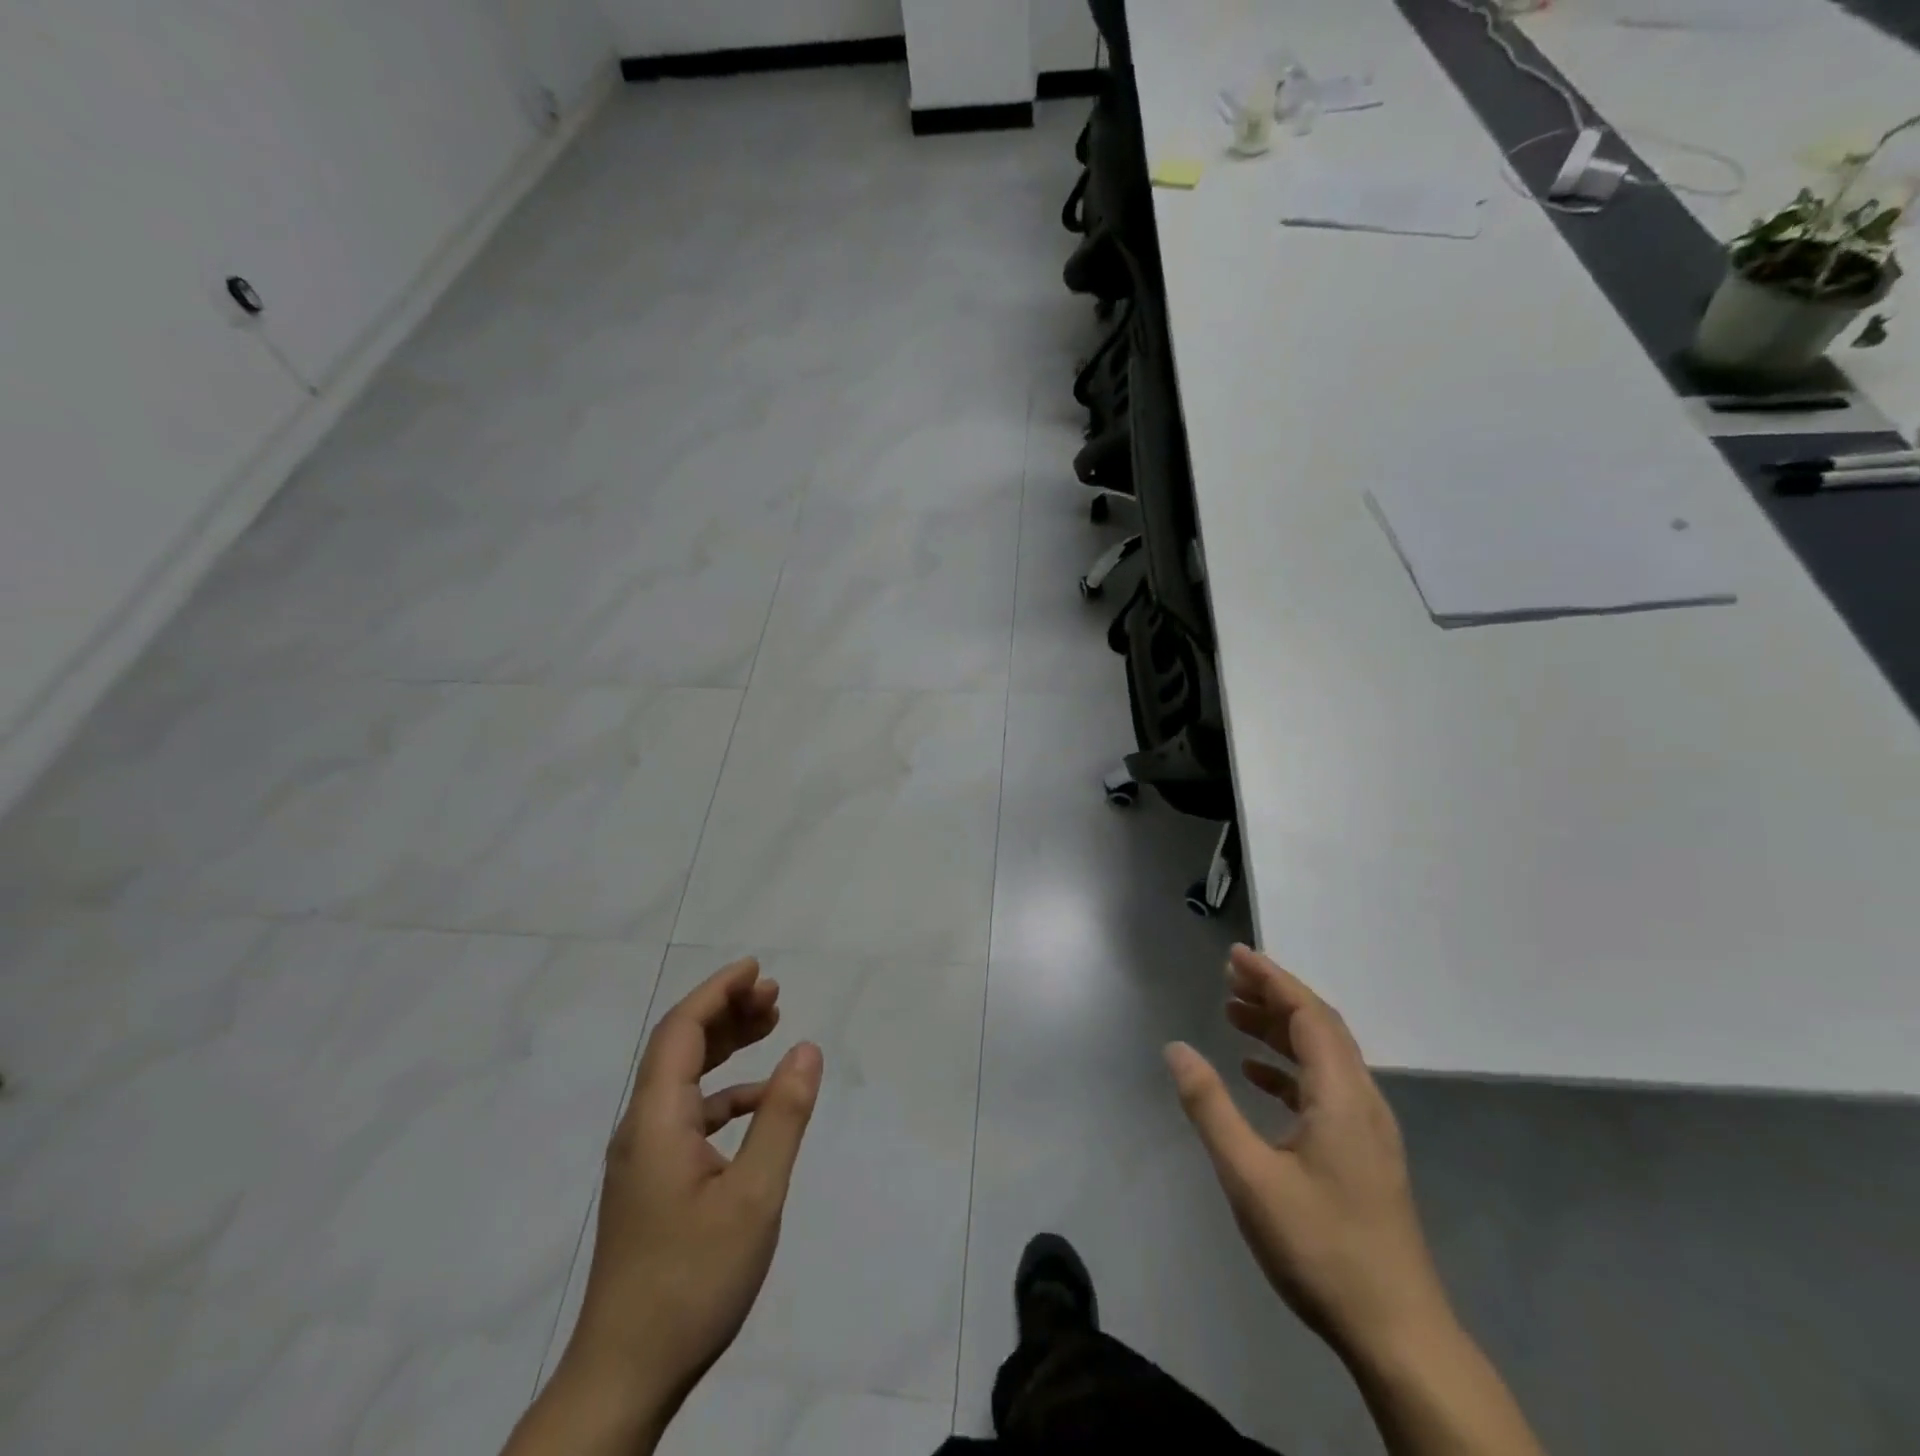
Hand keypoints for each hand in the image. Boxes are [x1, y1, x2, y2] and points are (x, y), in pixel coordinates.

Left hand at [556, 958, 822, 1438]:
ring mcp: (644, 1157)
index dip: (717, 991)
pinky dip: (725, 1094)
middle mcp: (641, 1128)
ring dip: (725, 1047)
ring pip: (683, 1080)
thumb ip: (782, 1118)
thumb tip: (807, 1049)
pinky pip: (689, 1115)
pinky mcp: (652, 1183)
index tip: (756, 969)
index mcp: (656, 1121)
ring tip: (770, 1026)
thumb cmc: (691, 1280)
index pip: (681, 1031)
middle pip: (679, 1047)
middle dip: (725, 1011)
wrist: (624, 1377)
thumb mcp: (754, 1196)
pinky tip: (759, 1101)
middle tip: (774, 995)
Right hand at [1165, 946, 1451, 1363]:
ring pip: (1324, 1056)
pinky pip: (1326, 1086)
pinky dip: (1290, 1067)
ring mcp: (1368, 1129)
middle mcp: (1362, 1100)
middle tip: (1228, 978)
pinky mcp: (1364, 1153)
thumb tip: (1176, 1048)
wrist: (1398, 1333)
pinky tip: (1257, 1076)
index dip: (1271, 979)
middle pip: (1320, 1027)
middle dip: (1274, 995)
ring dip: (1280, 1029)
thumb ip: (1210, 1106)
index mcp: (1341, 1095)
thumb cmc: (1320, 1247)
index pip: (1307, 1014)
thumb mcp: (1249, 1175)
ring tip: (1234, 1016)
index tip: (1235, 955)